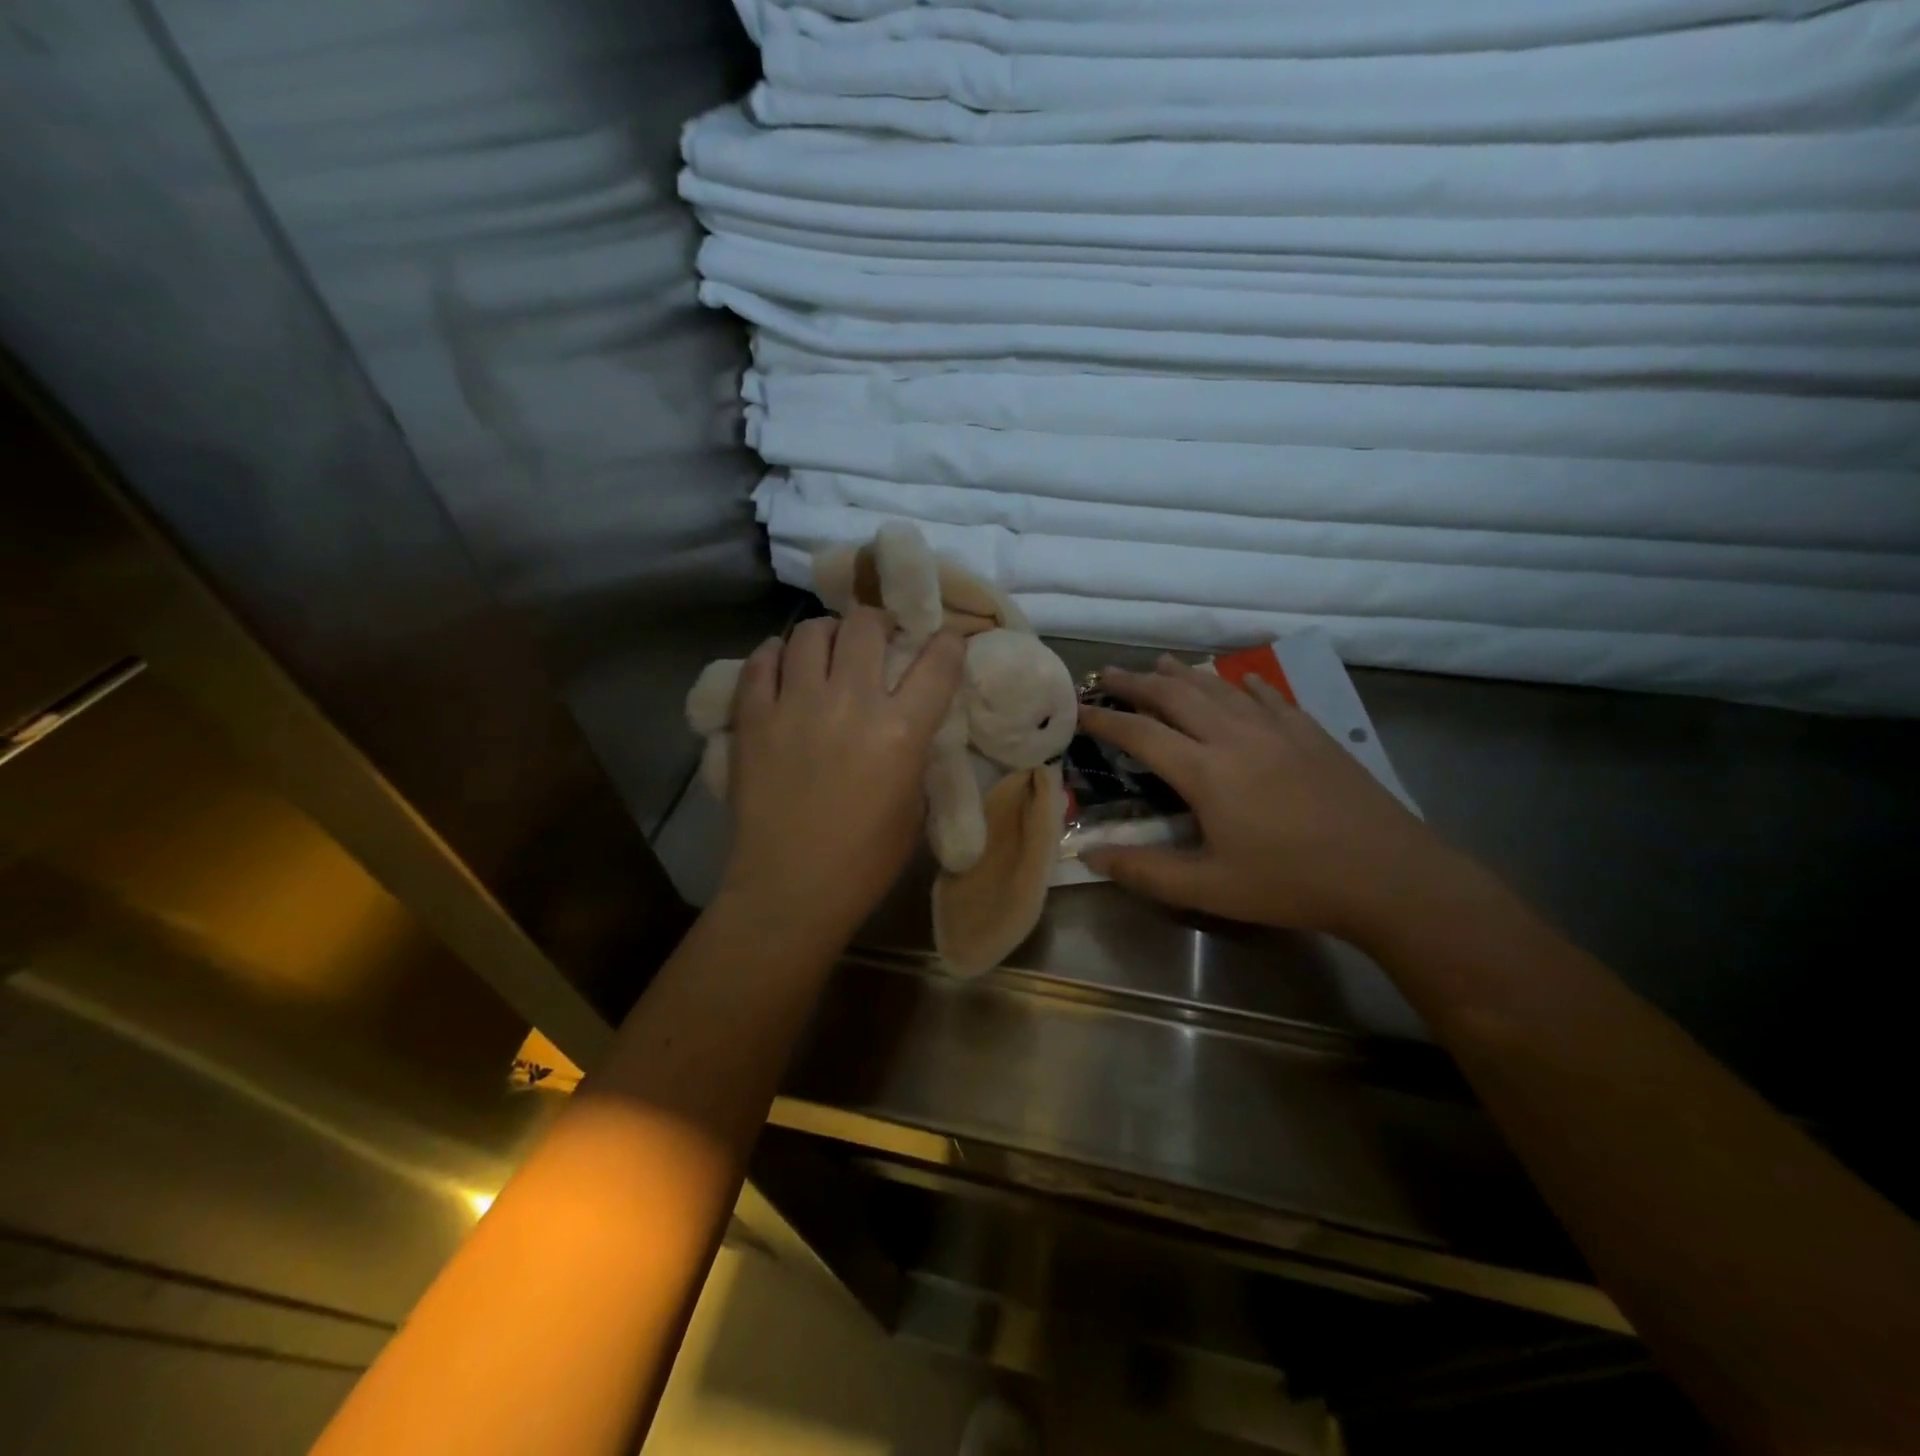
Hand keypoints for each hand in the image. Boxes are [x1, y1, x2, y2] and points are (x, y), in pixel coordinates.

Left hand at [718, 608, 964, 945]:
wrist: (790, 889)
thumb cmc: (865, 860)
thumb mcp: (914, 805)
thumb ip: (916, 750)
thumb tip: (911, 717)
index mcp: (901, 731)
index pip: (937, 660)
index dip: (946, 642)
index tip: (942, 642)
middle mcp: (851, 702)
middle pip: (866, 625)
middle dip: (879, 623)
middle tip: (878, 638)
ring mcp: (796, 705)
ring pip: (811, 631)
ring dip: (828, 634)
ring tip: (829, 650)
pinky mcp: (753, 717)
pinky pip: (762, 661)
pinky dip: (776, 655)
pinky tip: (783, 665)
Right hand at [1081, 657, 1466, 944]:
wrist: (1387, 873)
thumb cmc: (1291, 883)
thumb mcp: (1209, 889)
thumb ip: (1145, 871)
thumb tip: (1089, 856)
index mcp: (1206, 772)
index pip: (1140, 734)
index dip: (1104, 719)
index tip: (1078, 708)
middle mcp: (1235, 737)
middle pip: (1175, 696)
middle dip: (1136, 683)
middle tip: (1107, 674)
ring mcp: (1276, 729)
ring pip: (1218, 688)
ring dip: (1182, 674)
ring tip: (1157, 662)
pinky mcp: (1309, 732)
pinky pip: (1266, 695)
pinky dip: (1241, 683)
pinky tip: (1236, 678)